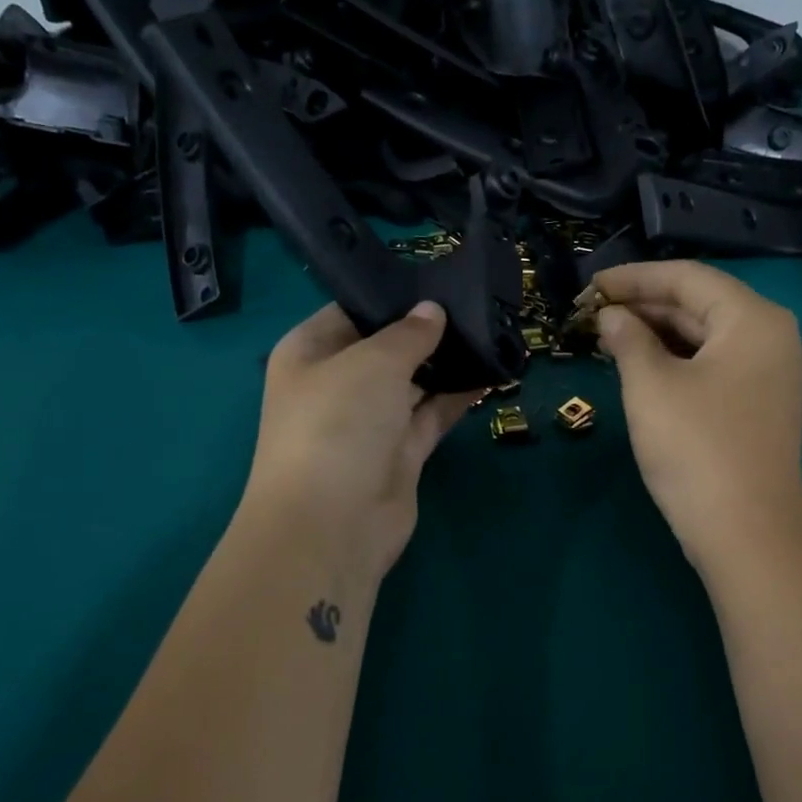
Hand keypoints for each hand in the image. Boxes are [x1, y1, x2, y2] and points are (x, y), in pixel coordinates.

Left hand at [239, 301, 481, 581]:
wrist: (332, 524)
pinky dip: (457, 397)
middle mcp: (337, 384)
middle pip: (386, 348)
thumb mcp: (373, 363)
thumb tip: (432, 310)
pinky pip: (432, 415)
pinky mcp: (400, 454)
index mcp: (309, 352)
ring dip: (447, 364)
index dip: (393, 297)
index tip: (440, 277)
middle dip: (427, 330)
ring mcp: (370, 422)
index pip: (352, 311)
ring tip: (491, 331)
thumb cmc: (337, 424)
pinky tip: (492, 372)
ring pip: (414, 383)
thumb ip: (408, 334)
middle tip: (478, 303)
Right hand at [591, 262, 801, 573]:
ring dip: (655, 335)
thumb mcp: (651, 386)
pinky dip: (674, 362)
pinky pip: (712, 366)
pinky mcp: (757, 405)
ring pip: (704, 338)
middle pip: (699, 305)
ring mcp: (768, 374)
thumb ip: (627, 339)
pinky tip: (638, 367)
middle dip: (643, 306)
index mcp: (753, 319)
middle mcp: (770, 337)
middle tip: (591, 314)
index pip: (687, 278)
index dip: (634, 278)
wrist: (745, 532)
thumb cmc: (696, 448)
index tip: (590, 287)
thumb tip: (611, 317)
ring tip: (606, 338)